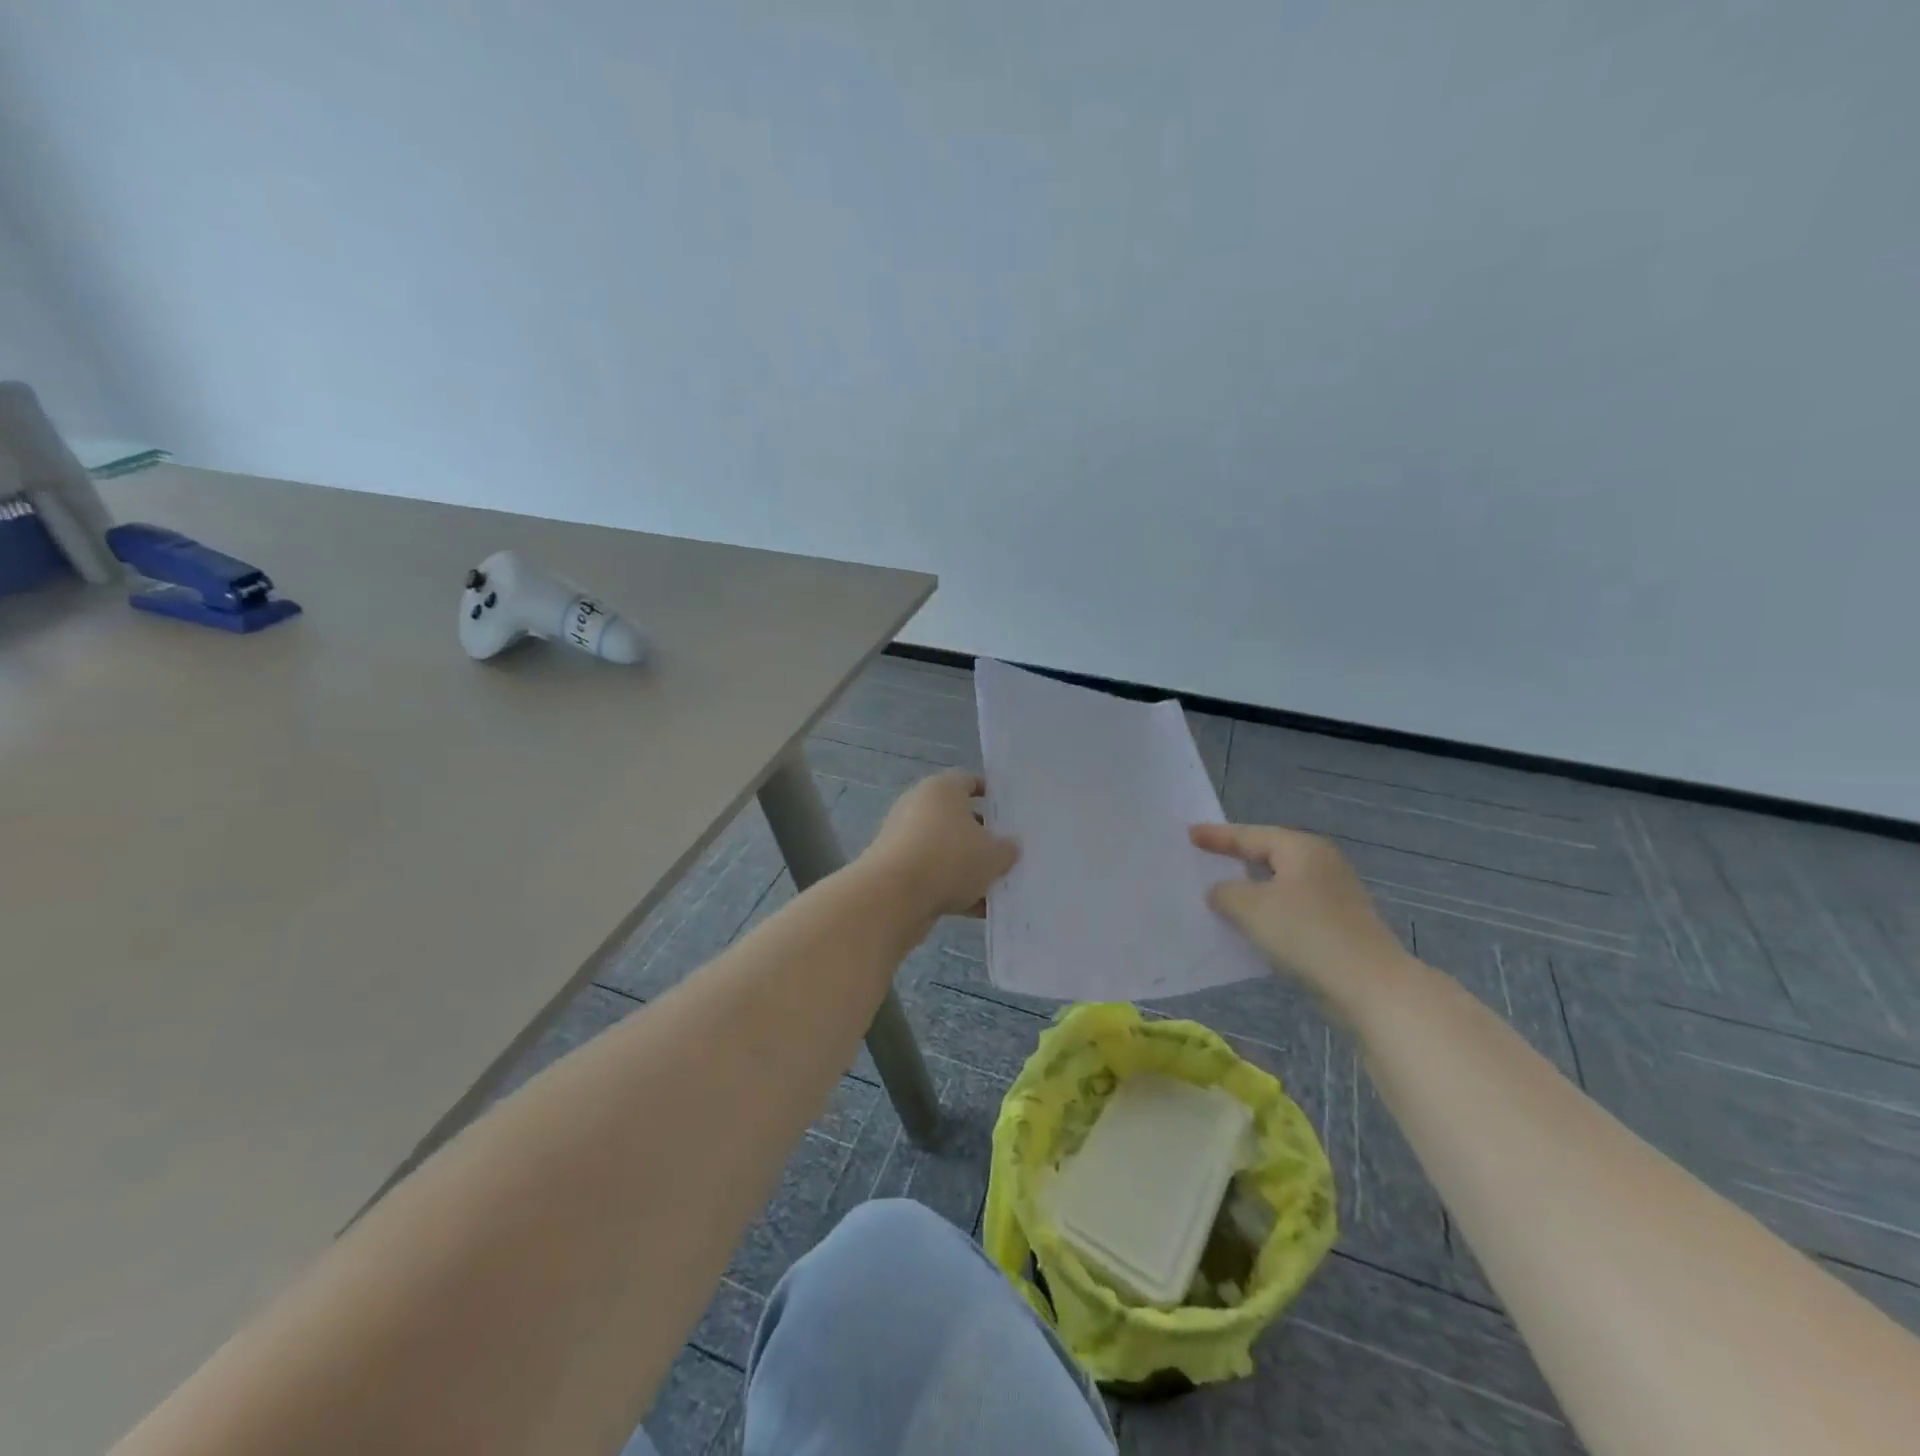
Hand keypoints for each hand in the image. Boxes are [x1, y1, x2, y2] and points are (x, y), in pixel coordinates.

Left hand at [864, 769, 1018, 918]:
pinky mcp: (894, 868)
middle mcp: (918, 806)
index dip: (990, 794)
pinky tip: (975, 909)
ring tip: (995, 887)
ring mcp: (902, 838)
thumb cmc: (949, 859)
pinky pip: (931, 873)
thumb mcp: (993, 855)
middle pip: (956, 817)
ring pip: (944, 849)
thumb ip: (1007, 849)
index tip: (1008, 811)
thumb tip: (1009, 846)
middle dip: (981, 837)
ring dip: (966, 867)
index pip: (969, 781)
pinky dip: (950, 887)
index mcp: (941, 789)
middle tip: (1006, 853)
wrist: (892, 896)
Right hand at [1190, 823, 1412, 1019]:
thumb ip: (1224, 892)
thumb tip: (1220, 891)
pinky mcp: (1339, 926)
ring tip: (1221, 895)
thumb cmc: (1306, 932)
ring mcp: (1335, 896)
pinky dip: (1269, 912)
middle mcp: (1321, 864)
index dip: (1217, 836)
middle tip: (1205, 859)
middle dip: (1237, 859)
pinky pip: (1292, 909)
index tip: (1189, 834)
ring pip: (1281, 884)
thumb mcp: (1250, 907)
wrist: (1369, 985)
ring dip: (1252, 890)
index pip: (1250, 835)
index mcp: (1302, 848)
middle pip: (1269, 855)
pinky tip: (1251, 926)